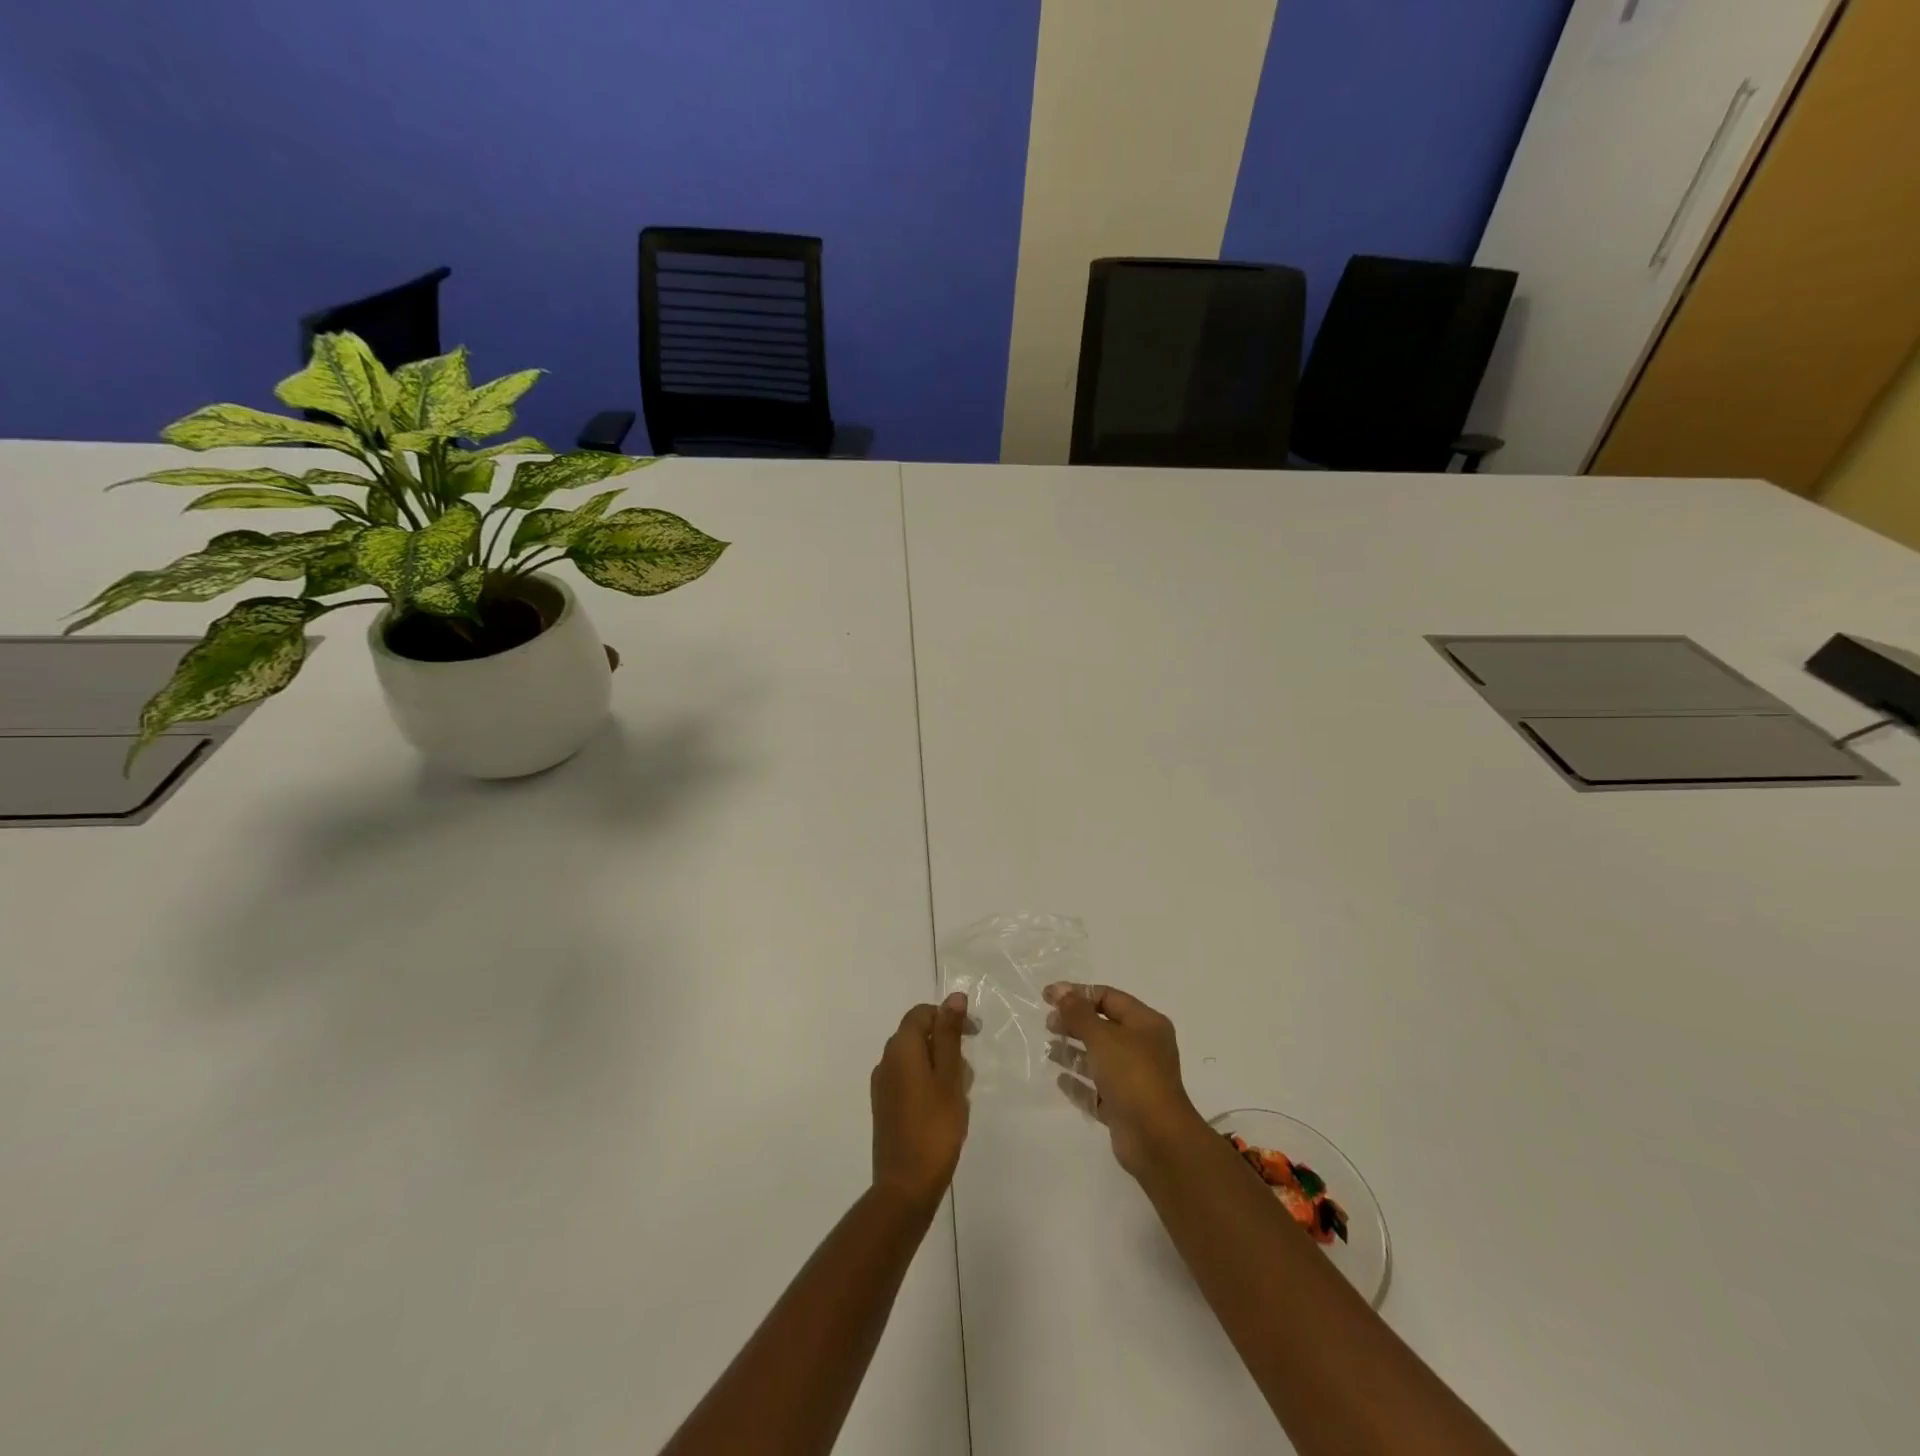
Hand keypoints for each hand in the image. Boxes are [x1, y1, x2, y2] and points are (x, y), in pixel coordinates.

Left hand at [870, 993, 969, 1209]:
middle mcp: (886, 1061)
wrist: (906, 1185)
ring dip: (939, 1067)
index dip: (948, 1016)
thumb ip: (950, 1034)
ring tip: (960, 1095)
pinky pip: (908, 1081)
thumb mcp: (950, 1076)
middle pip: (917, 1035)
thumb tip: (953, 997)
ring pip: (915, 1060)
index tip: (974, 1034)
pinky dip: (928, 1084)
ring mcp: (882, 1086)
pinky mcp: (884, 1108)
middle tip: (969, 1071)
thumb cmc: (935, 1127)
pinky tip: (945, 1109)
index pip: (922, 1013)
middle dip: (946, 1044)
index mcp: (900, 1048)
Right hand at [1046, 983, 1209, 1179]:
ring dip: (1074, 1052)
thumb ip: (1078, 1013)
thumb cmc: (1132, 1076)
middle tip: (1048, 1024)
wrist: (1157, 1139)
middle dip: (1074, 1023)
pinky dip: (1079, 1084)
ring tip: (1049, 1050)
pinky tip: (1060, 1080)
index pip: (1109, 998)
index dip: (1078, 994)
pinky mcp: (1124, 1107)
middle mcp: (1143, 1048)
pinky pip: (1097, 1090)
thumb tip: (1060, 990)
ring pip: (1099, 1059)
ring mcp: (1134, 1079)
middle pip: (1103, 1027)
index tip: (1048, 997)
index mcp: (1146, 1024)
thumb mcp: (1102, 1037)